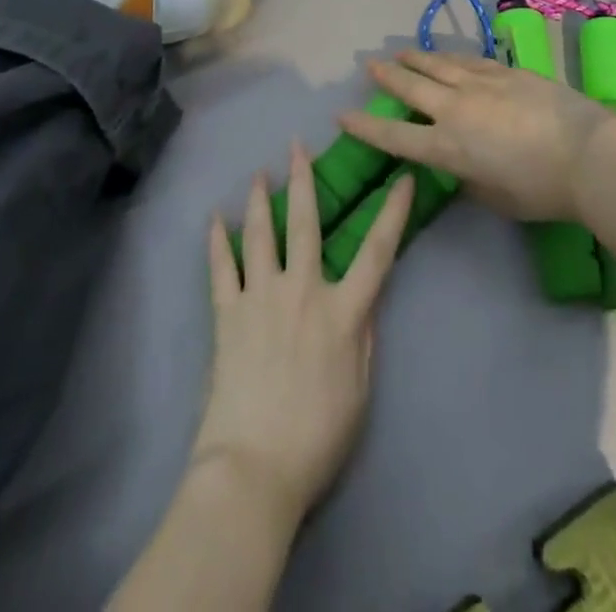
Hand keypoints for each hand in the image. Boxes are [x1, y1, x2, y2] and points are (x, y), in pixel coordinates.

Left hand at [192, 142, 414, 527]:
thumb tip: (366, 298)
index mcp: (343, 311)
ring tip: (257, 173)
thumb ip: (364, 336)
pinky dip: (217, 242)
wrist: (254, 469)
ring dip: (259, 200)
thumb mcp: (360, 389)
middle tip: (297, 145)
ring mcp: (262, 298)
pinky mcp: (228, 315)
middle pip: (305, 223)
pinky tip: (213, 220)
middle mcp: (303, 290)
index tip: (402, 178)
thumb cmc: (318, 436)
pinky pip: (221, 269)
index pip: (377, 251)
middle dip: (303, 180)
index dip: (392, 212)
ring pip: (260, 235)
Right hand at [338, 50, 615, 220]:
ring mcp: (482, 84)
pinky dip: (452, 58)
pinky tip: (448, 55)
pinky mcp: (507, 71)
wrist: (588, 154)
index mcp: (447, 147)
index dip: (365, 126)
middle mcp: (456, 109)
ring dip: (416, 58)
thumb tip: (462, 164)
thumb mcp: (495, 197)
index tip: (343, 115)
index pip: (394, 136)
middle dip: (387, 76)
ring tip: (401, 52)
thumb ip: (469, 178)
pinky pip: (470, 60)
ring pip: (439, 65)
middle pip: (411, 86)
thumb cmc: (541, 190)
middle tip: (369, 66)